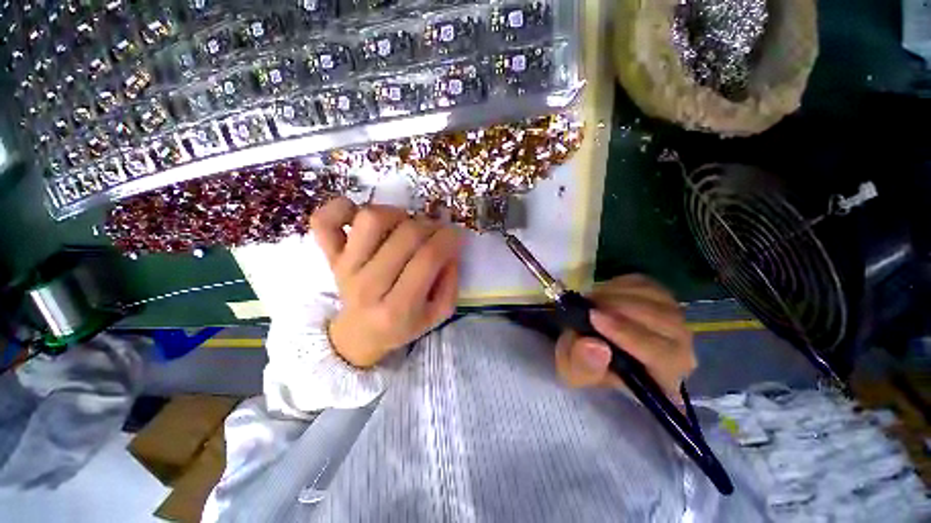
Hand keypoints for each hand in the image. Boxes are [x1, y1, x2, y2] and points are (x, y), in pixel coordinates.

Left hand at [310, 197, 461, 367]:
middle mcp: (368, 286)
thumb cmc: (403, 325)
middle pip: (406, 235)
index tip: (456, 235)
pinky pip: (324, 222)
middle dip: (431, 226)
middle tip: (436, 232)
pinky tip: (359, 213)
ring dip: (397, 214)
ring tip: (405, 225)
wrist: (360, 334)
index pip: (428, 258)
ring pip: (371, 219)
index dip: (448, 239)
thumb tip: (450, 246)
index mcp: (398, 309)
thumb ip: (451, 281)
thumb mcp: (438, 314)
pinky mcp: (330, 257)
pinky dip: (340, 208)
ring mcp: (345, 268)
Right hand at [554, 275, 695, 402]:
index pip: (662, 355)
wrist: (585, 344)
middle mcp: (679, 349)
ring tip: (591, 301)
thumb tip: (596, 347)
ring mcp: (672, 319)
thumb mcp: (573, 372)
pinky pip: (646, 284)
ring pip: (657, 299)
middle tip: (589, 305)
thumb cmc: (584, 365)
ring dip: (619, 295)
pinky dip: (620, 284)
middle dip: (622, 309)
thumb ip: (583, 365)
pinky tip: (602, 294)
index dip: (628, 334)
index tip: (594, 318)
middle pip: (666, 322)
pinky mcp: (658, 297)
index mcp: (662, 378)